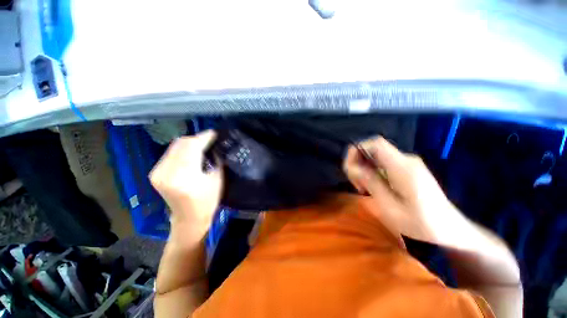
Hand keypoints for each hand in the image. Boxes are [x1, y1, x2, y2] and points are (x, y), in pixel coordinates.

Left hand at [150, 130, 222, 241]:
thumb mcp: (217, 179)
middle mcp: (166, 172)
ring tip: (203, 144)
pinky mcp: (155, 173)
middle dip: (197, 138)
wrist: (188, 219)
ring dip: (190, 143)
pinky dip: (182, 149)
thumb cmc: (208, 202)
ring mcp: (157, 172)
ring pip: (174, 146)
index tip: (215, 133)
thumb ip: (216, 160)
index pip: (192, 147)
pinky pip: (170, 153)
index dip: (204, 137)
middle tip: (211, 139)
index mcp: (184, 176)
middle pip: (181, 144)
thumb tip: (217, 145)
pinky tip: (192, 152)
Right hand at [343, 136, 464, 245]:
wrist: (449, 228)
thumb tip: (353, 167)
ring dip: (363, 169)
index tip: (350, 169)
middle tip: (357, 184)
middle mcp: (405, 160)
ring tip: (363, 188)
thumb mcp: (390, 207)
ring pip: (375, 157)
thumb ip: (371, 183)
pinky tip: (373, 187)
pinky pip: (382, 163)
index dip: (357, 150)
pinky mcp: (406, 169)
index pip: (375, 143)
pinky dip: (371, 172)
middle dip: (358, 163)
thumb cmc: (421, 223)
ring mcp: (407, 163)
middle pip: (372, 149)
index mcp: (403, 167)